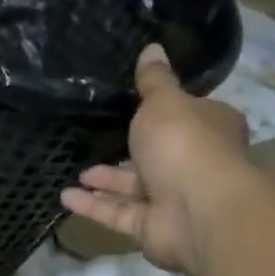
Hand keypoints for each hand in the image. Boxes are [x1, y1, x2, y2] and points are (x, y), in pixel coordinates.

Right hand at [61, 45, 251, 270]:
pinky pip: (119, 213)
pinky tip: (65, 196)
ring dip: (106, 180)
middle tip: (96, 140)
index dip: (164, 111)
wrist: (197, 210)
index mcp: (209, 128)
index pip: (188, 116)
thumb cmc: (184, 144)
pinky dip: (94, 205)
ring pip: (134, 187)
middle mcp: (194, 163)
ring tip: (76, 172)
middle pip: (158, 154)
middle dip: (128, 150)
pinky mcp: (152, 227)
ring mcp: (174, 199)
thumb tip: (152, 47)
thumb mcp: (164, 102)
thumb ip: (153, 81)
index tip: (135, 107)